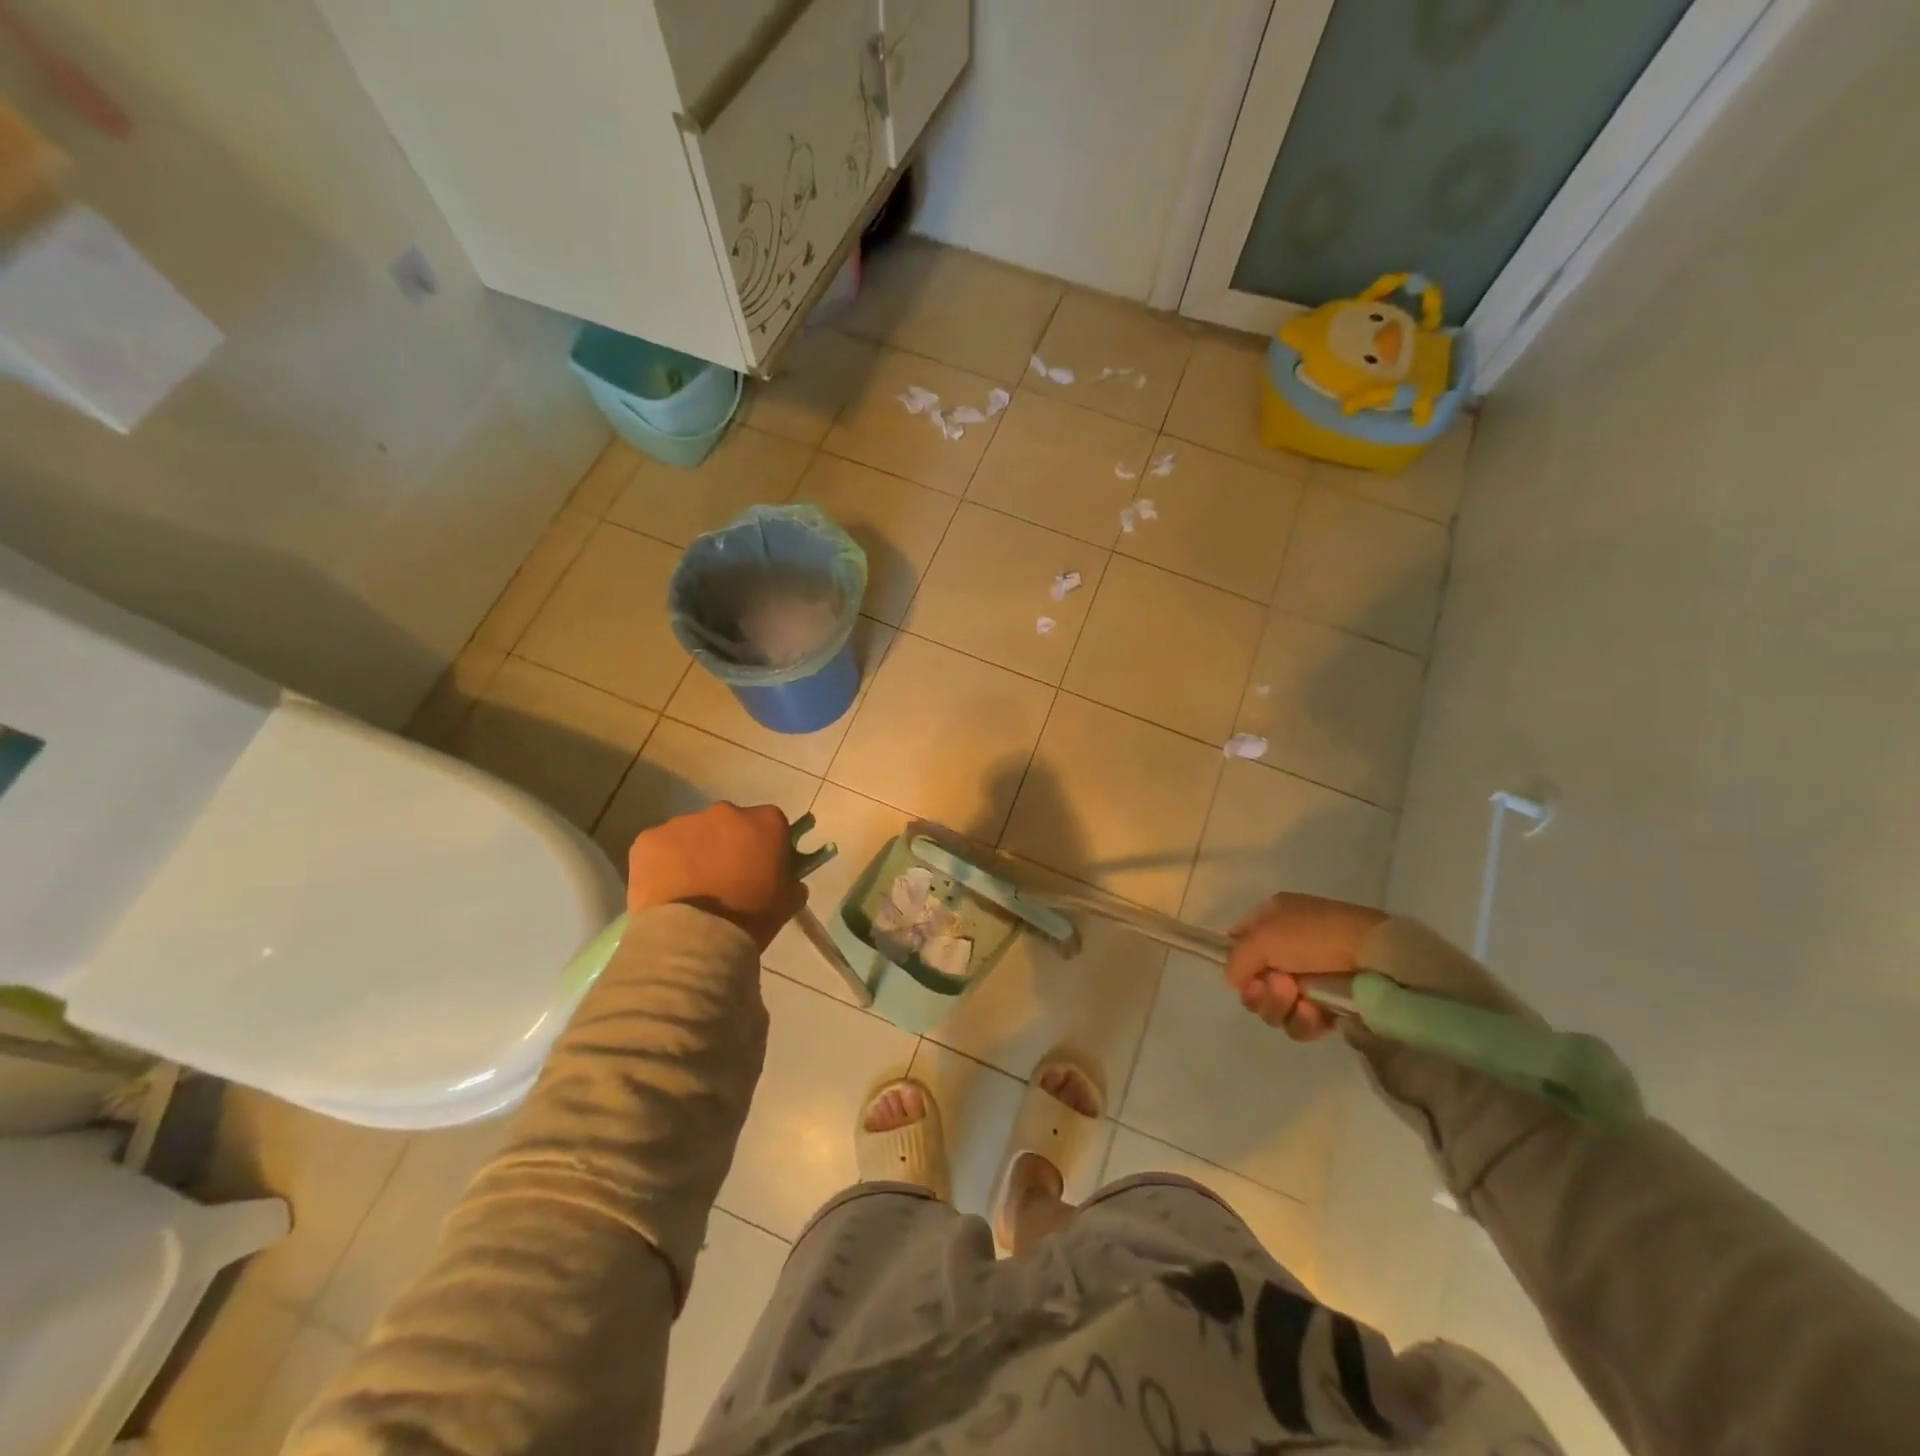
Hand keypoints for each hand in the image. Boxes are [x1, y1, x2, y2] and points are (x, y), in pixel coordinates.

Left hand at [626, 803, 806, 951]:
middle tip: (724, 879)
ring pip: (692, 834)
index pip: (771, 824)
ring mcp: (683, 823)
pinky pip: (660, 847)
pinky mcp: (649, 839)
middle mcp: (725, 812)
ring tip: (690, 890)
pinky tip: (666, 891)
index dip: (766, 845)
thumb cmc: (750, 918)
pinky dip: (663, 864)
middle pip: (730, 823)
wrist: (694, 938)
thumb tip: (787, 878)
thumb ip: (791, 881)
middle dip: (728, 844)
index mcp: (765, 822)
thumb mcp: (787, 902)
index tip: (761, 868)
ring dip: (694, 853)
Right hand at [1225, 894, 1386, 1040]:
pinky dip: (1304, 1022)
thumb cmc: (1315, 937)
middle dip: (1261, 991)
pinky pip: (1301, 1023)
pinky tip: (1316, 1015)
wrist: (1377, 960)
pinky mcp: (1330, 1005)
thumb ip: (1236, 959)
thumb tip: (1235, 980)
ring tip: (1301, 1001)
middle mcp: (1288, 947)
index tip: (1244, 975)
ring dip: (1280, 1007)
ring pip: (1274, 1006)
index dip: (1237, 962)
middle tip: (1280, 988)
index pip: (1239, 943)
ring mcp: (1310, 978)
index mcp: (1273, 919)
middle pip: (1254, 982)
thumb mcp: (1263, 937)